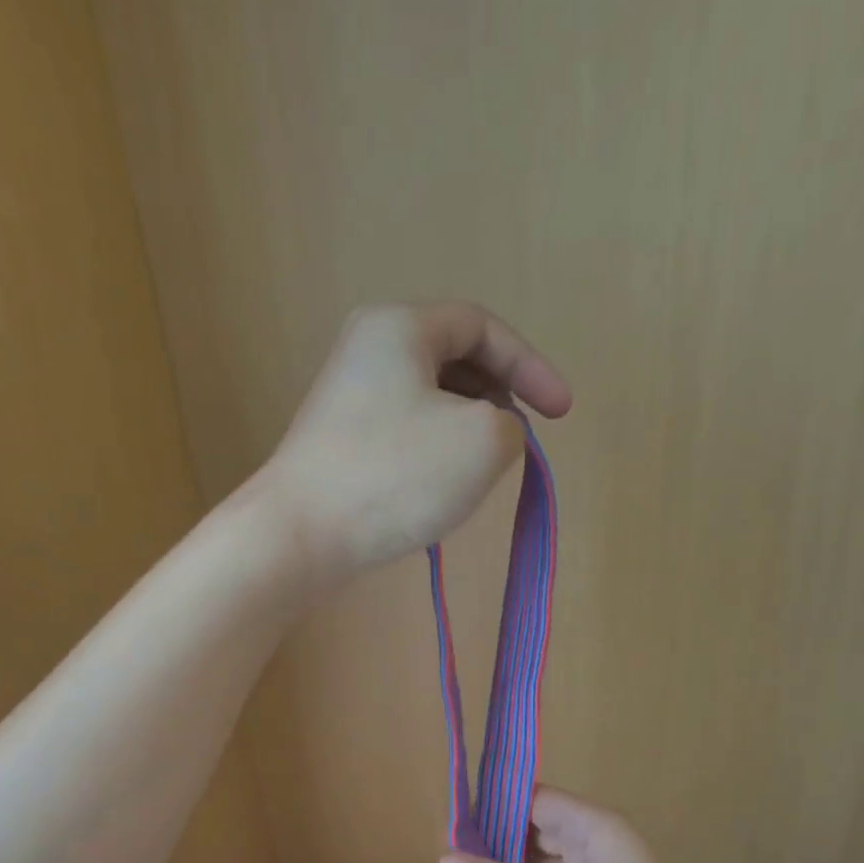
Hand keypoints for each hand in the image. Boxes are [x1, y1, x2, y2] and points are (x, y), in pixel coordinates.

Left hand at [249, 302, 571, 585]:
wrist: (300, 535)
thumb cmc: (395, 475)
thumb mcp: (483, 441)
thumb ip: (512, 425)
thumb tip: (492, 434)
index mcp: (400, 327)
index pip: (483, 327)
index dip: (532, 366)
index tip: (563, 413)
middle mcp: (367, 351)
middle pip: (453, 361)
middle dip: (497, 398)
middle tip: (515, 441)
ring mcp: (345, 401)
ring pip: (428, 403)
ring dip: (466, 432)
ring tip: (479, 472)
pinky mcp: (337, 445)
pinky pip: (402, 436)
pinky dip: (433, 455)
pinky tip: (438, 491)